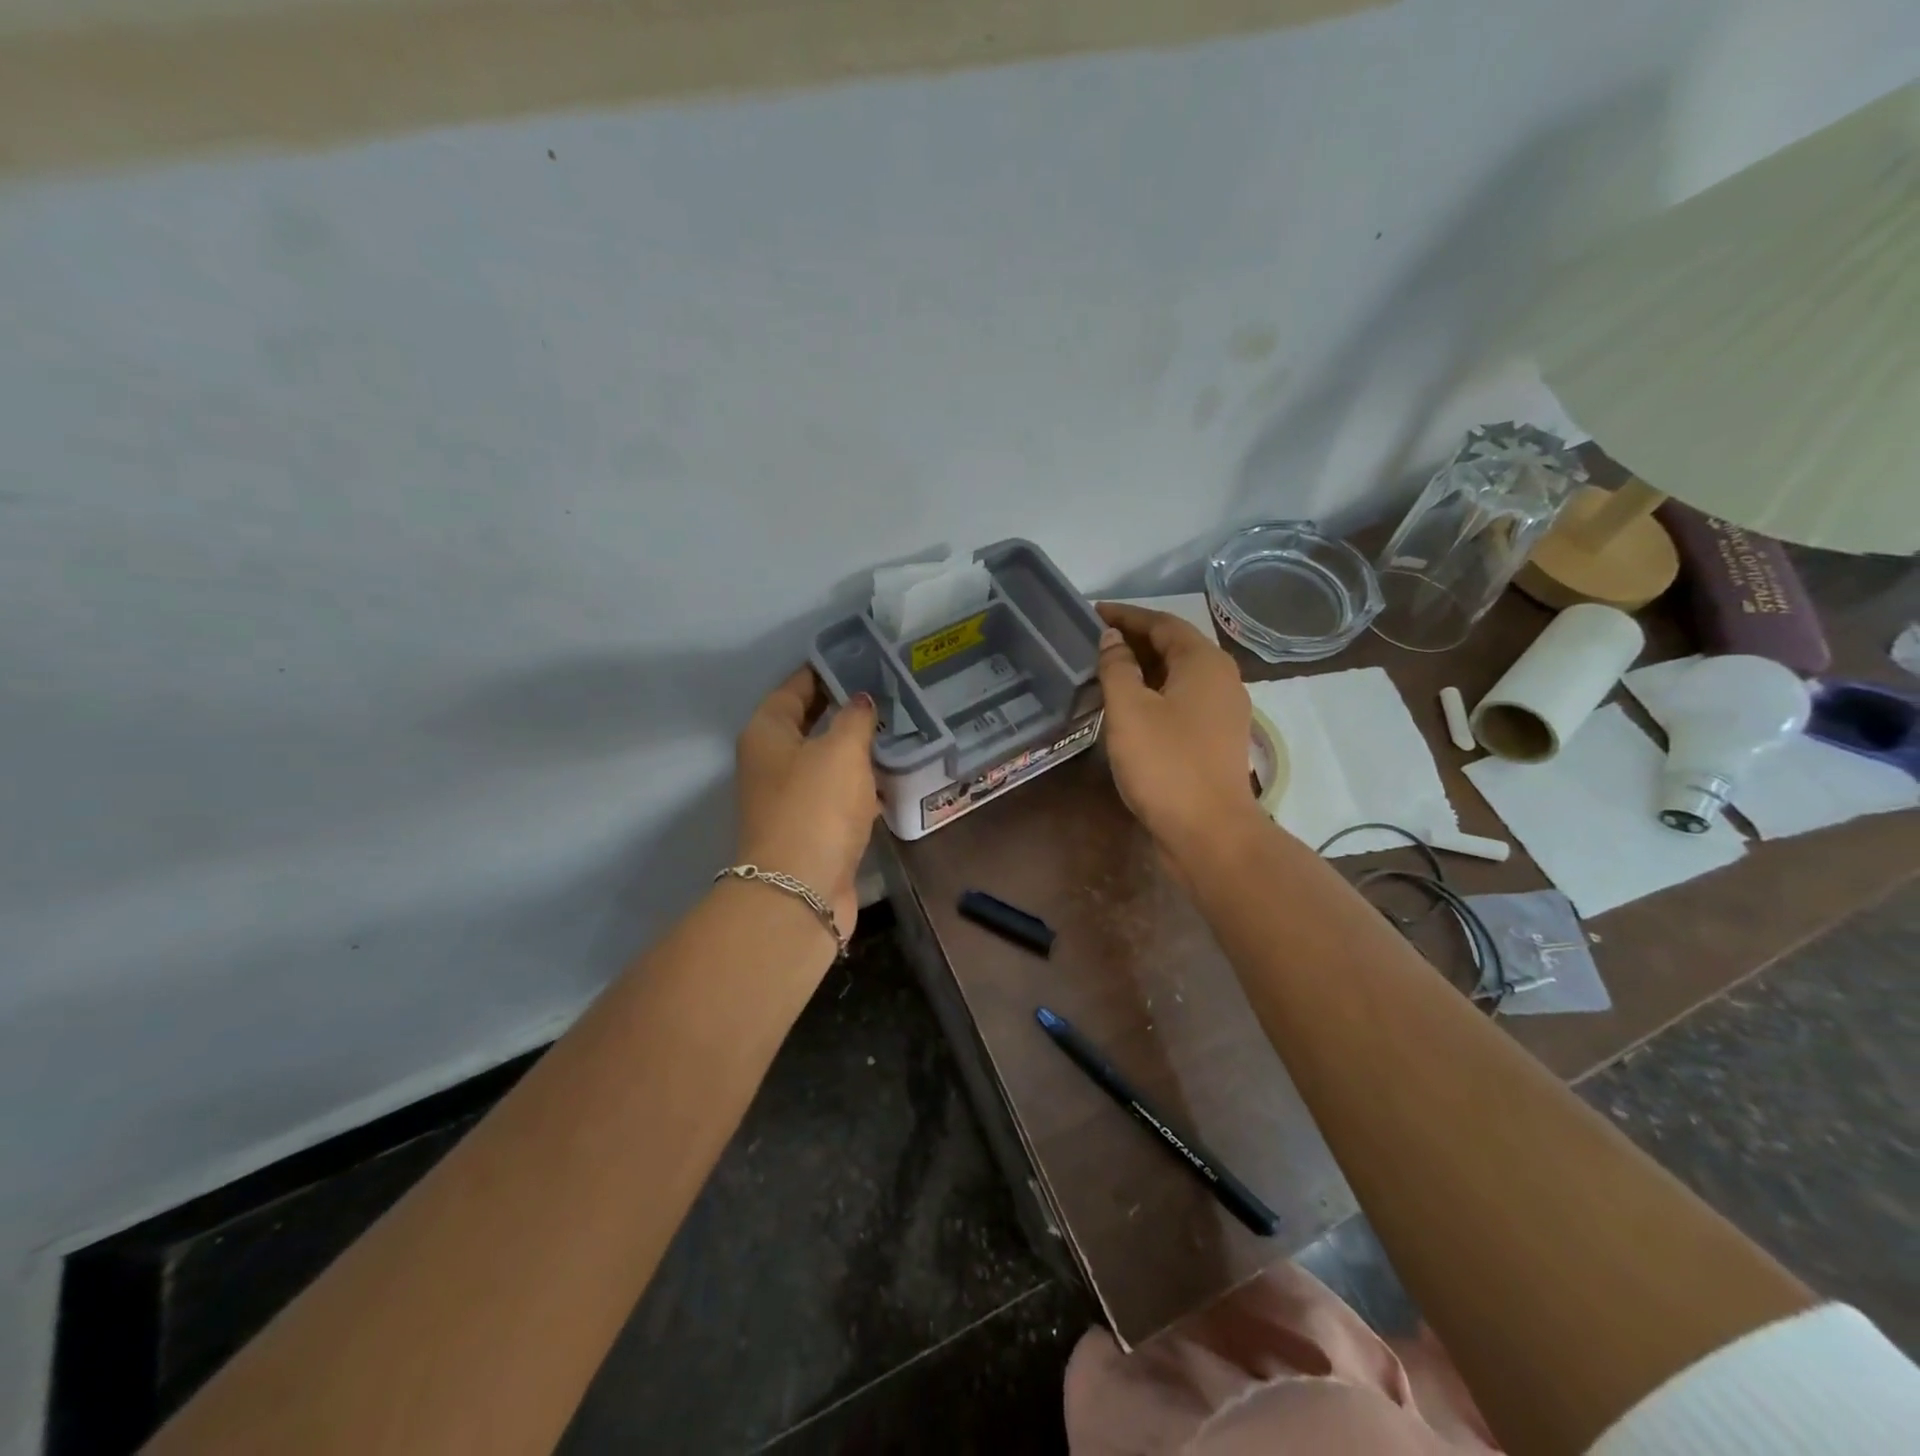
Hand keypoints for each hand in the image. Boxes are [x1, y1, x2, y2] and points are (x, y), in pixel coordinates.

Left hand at [735, 667, 880, 938]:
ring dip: (855, 747)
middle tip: (888, 690)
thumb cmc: (816, 806)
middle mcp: (772, 761)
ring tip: (898, 726)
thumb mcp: (840, 750)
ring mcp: (791, 797)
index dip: (824, 669)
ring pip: (826, 759)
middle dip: (844, 707)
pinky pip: (838, 792)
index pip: (795, 687)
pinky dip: (860, 782)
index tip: (860, 657)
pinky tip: (891, 774)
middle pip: (809, 722)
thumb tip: (861, 701)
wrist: (801, 889)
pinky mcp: (812, 827)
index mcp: (767, 733)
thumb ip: (855, 718)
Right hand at [1095, 602, 1260, 864]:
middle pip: (1174, 646)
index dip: (1125, 615)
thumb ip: (1117, 667)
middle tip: (1093, 641)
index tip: (1091, 613)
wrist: (1210, 832)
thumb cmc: (1166, 764)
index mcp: (1204, 662)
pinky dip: (1155, 693)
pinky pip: (1182, 700)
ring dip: (1143, 668)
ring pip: (1178, 675)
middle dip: (1134, 640)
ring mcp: (1223, 710)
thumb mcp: (1129, 710)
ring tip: (1105, 670)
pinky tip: (1129, 707)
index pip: (1161, 622)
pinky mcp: (1216, 738)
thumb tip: (1112, 639)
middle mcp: (1221, 678)